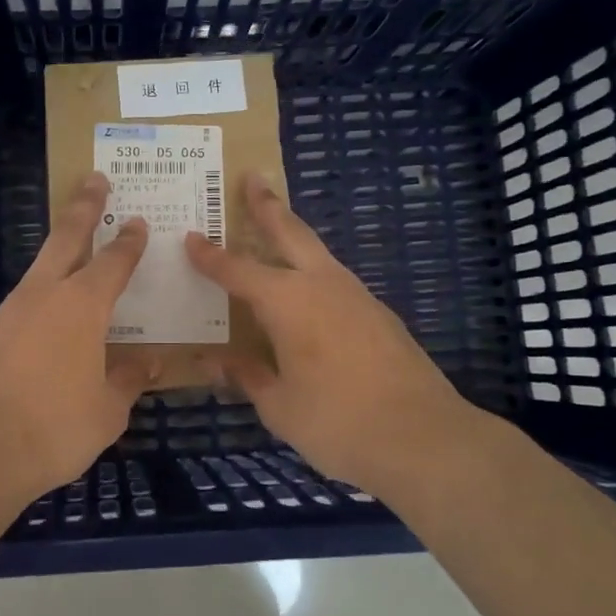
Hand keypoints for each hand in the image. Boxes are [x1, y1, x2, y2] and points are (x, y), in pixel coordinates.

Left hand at [0, 174, 156, 507]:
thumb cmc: (55, 426)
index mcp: (83, 306)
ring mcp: (10, 311)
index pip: (113, 262)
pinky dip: (40, 298)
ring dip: (58, 252)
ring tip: (73, 251)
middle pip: (66, 238)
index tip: (137, 222)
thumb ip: (128, 380)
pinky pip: (23, 304)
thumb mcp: (107, 410)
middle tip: (94, 178)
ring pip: (39, 268)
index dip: (128, 242)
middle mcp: (45, 295)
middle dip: (83, 206)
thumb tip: (149, 363)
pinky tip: (45, 318)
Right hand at [184, 173, 487, 495]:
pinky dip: (314, 273)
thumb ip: (247, 376)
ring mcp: (357, 297)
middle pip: (290, 233)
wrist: (424, 438)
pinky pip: (336, 282)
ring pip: (318, 254)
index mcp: (288, 302)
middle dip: (267, 205)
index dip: (210, 256)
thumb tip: (214, 361)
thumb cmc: (337, 422)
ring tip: (276, 229)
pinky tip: (309, 294)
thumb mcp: (279, 406)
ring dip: (294, 237)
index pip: (237, 270)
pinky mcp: (380, 315)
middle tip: (254, 177)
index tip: (190, 237)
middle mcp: (322, 286)